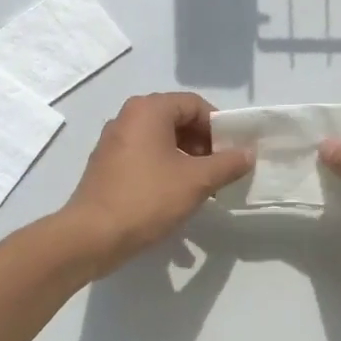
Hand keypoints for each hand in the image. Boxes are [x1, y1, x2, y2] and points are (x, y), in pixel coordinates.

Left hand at [61, 93, 252, 276]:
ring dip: (187, 160)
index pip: (195, 105)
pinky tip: (178, 197)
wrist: (92, 236)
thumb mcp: (197, 181)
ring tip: (205, 188)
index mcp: (148, 110)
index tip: (234, 152)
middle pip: (177, 121)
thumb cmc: (148, 199)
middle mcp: (128, 118)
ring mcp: (114, 142)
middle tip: (222, 170)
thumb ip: (227, 164)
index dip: (220, 127)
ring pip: (161, 142)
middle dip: (204, 144)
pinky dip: (166, 170)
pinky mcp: (107, 166)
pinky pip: (145, 158)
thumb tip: (248, 153)